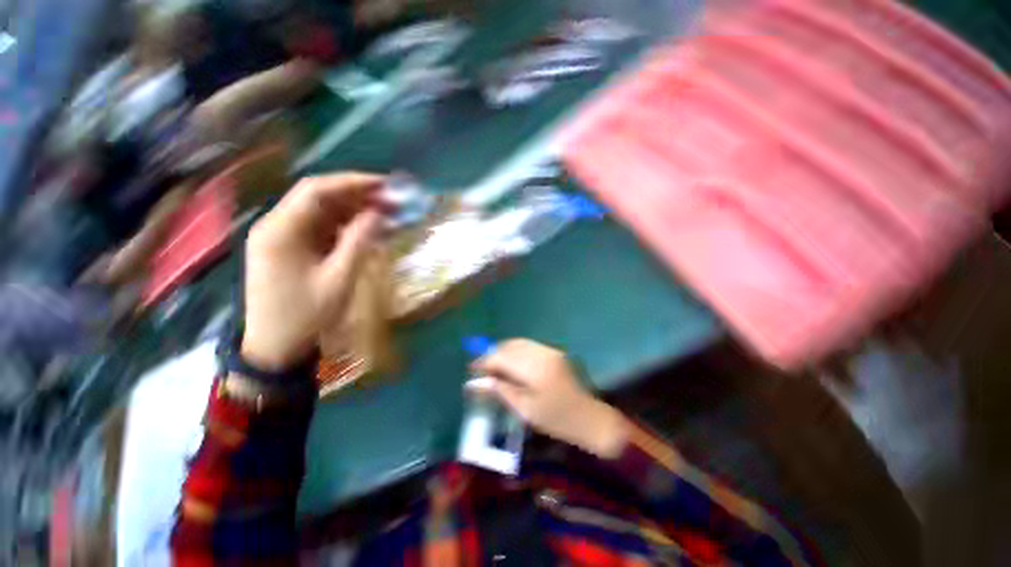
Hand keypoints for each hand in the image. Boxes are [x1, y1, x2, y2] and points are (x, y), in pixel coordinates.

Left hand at [242, 173, 383, 370]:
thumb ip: (359, 242)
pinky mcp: (290, 249)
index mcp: (280, 230)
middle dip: (357, 196)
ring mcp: (281, 237)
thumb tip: (378, 214)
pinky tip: (366, 231)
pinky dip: (345, 227)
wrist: (276, 348)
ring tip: (385, 215)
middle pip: (319, 198)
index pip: (317, 190)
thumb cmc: (306, 315)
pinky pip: (320, 229)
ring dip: (353, 211)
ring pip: (321, 212)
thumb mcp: (339, 279)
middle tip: (391, 201)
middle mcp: (276, 226)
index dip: (353, 183)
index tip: (385, 185)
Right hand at [469, 339, 628, 458]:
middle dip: (493, 354)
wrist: (590, 418)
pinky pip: (529, 346)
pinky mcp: (555, 352)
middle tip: (482, 369)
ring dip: (504, 351)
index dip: (485, 361)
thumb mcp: (525, 409)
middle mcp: (542, 353)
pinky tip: (512, 364)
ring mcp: (550, 350)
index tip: (472, 369)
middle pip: (510, 346)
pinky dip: (517, 352)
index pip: (502, 357)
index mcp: (535, 368)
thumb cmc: (556, 420)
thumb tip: (476, 382)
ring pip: (519, 343)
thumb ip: (501, 390)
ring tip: (494, 366)